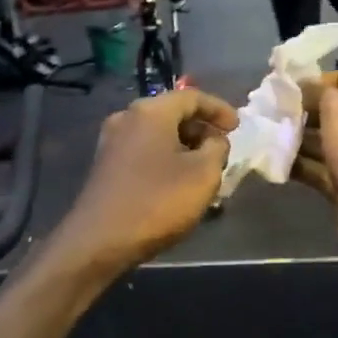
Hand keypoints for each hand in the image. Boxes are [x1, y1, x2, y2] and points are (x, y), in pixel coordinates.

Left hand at [60, 89, 237, 274]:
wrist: (100, 240)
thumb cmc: (157, 202)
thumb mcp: (204, 174)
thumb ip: (217, 148)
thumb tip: (213, 140)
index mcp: (150, 111)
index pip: (191, 97)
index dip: (219, 109)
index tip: (238, 127)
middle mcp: (126, 118)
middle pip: (172, 113)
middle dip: (200, 129)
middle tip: (221, 149)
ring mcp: (111, 142)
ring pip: (157, 134)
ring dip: (183, 146)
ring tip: (204, 168)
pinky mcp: (105, 165)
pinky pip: (143, 151)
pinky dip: (165, 158)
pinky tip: (177, 181)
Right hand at [293, 71, 337, 280]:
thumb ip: (321, 93)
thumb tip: (303, 86)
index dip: (332, 79)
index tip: (298, 85)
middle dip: (309, 109)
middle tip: (277, 107)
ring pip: (330, 141)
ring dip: (300, 137)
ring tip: (269, 130)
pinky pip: (323, 168)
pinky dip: (301, 163)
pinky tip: (273, 158)